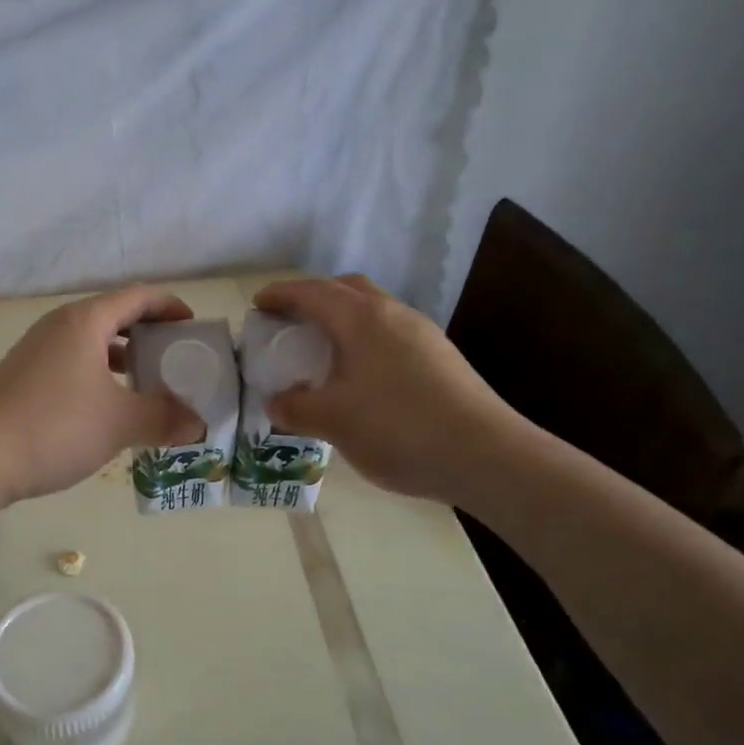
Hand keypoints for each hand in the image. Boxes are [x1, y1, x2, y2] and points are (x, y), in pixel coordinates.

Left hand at [0, 285, 204, 504]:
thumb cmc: (55, 427)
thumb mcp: (119, 423)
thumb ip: (164, 419)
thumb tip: (198, 425)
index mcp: (85, 321)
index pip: (138, 297)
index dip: (170, 306)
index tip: (194, 327)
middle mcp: (59, 327)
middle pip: (114, 317)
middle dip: (149, 334)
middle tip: (177, 358)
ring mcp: (36, 351)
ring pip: (91, 343)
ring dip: (123, 358)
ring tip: (149, 384)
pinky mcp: (23, 377)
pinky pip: (73, 364)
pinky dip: (99, 376)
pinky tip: (108, 409)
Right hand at [254, 275, 523, 504]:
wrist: (485, 455)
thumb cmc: (399, 428)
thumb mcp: (334, 421)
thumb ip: (296, 408)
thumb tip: (277, 402)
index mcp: (363, 319)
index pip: (313, 292)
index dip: (282, 294)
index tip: (258, 304)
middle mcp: (394, 315)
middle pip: (348, 289)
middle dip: (315, 297)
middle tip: (291, 322)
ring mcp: (423, 335)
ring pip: (374, 311)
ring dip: (343, 320)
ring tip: (323, 351)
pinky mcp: (441, 358)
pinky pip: (391, 334)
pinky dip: (365, 341)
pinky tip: (360, 377)